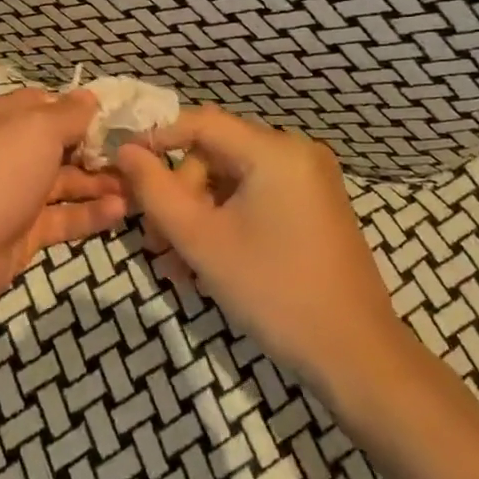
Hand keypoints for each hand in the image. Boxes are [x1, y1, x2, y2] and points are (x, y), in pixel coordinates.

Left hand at [0, 88, 128, 312]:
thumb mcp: (37, 129)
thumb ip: (69, 114)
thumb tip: (90, 97)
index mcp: (6, 119)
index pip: (50, 106)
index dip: (84, 111)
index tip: (123, 119)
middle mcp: (12, 153)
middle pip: (63, 147)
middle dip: (100, 151)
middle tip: (142, 157)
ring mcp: (18, 195)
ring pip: (68, 184)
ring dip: (102, 184)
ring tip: (141, 186)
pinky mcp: (26, 233)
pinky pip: (65, 219)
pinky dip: (91, 214)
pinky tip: (122, 211)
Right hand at [113, 107, 405, 386]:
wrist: (355, 355)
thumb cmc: (273, 291)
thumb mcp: (201, 239)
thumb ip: (155, 190)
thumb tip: (125, 150)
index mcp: (275, 151)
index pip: (200, 123)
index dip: (156, 139)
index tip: (122, 168)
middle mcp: (296, 152)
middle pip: (214, 154)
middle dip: (179, 194)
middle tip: (155, 242)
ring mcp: (310, 180)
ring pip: (231, 180)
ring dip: (197, 215)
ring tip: (176, 265)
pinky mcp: (314, 207)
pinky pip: (255, 197)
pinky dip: (226, 221)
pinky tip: (206, 263)